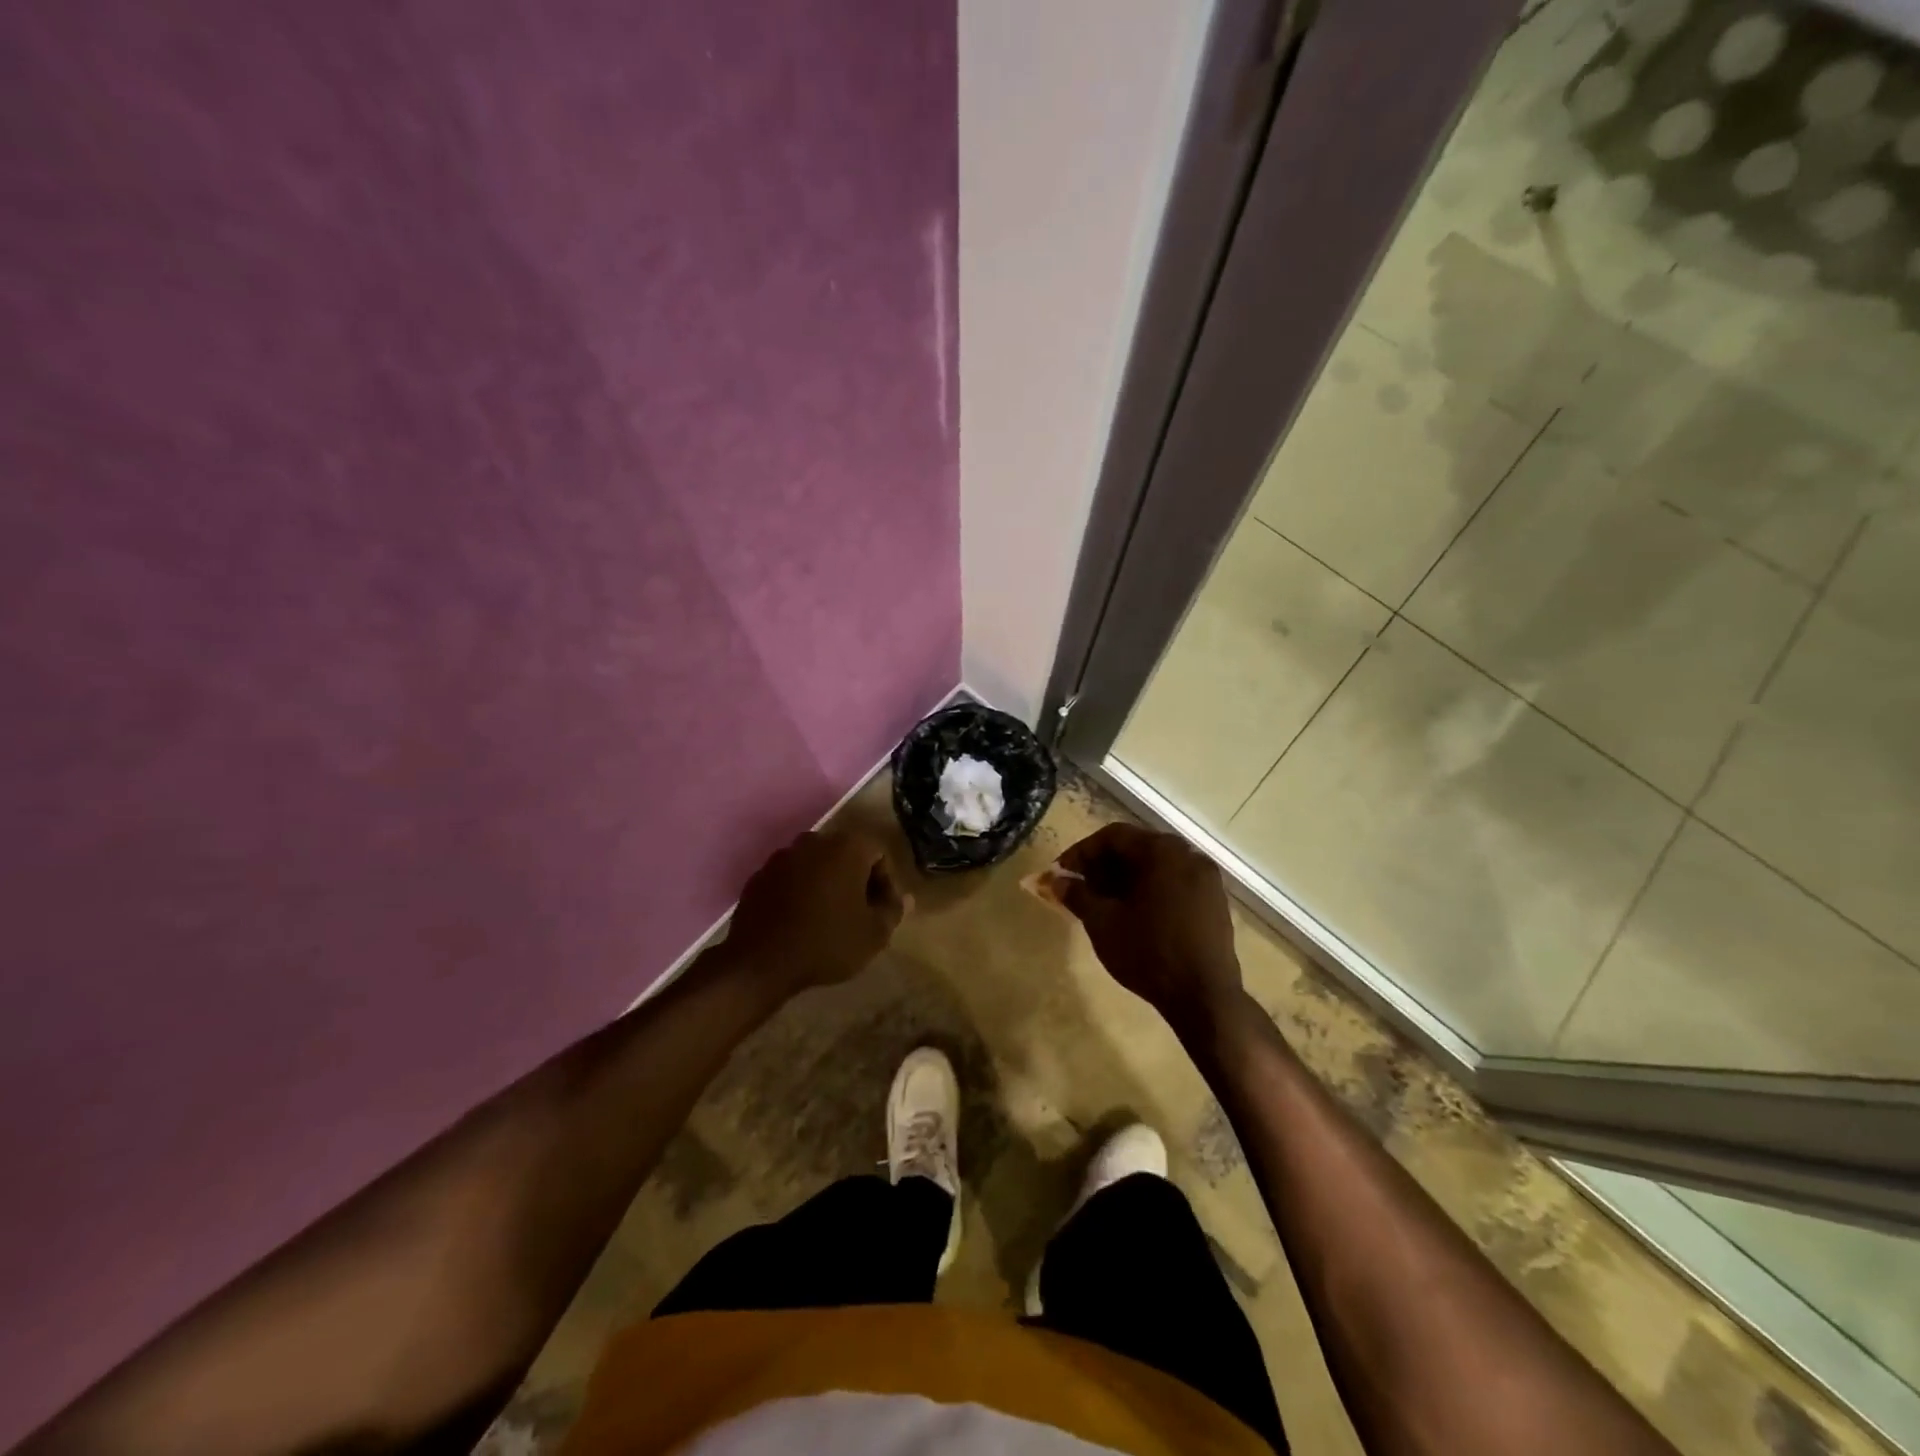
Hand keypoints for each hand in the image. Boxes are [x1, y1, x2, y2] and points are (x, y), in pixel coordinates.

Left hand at [722, 829, 906, 1000]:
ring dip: (826, 884)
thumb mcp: (874, 934)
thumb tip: (904, 897)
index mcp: (847, 847)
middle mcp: (815, 840)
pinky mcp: (760, 874)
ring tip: (828, 917)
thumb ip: (893, 910)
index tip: (880, 911)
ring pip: (817, 864)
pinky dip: (800, 891)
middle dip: (855, 880)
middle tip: (857, 913)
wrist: (760, 962)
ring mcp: (783, 855)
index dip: (884, 883)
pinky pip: (791, 877)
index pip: (878, 854)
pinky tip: (799, 920)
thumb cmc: (827, 943)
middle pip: (846, 854)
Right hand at [1055, 824, 1243, 1034]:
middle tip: (1079, 888)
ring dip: (1125, 878)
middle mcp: (1188, 854)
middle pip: (1136, 848)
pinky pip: (1174, 882)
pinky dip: (1149, 890)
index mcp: (1162, 851)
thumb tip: (1056, 880)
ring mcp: (1206, 878)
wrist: (1204, 997)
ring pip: (1156, 866)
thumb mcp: (1102, 923)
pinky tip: (1133, 914)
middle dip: (1103, 866)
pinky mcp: (1214, 902)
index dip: (1081, 853)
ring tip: (1102, 903)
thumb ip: (1076, 894)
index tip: (1061, 874)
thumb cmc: (1148, 953)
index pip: (1113, 836)